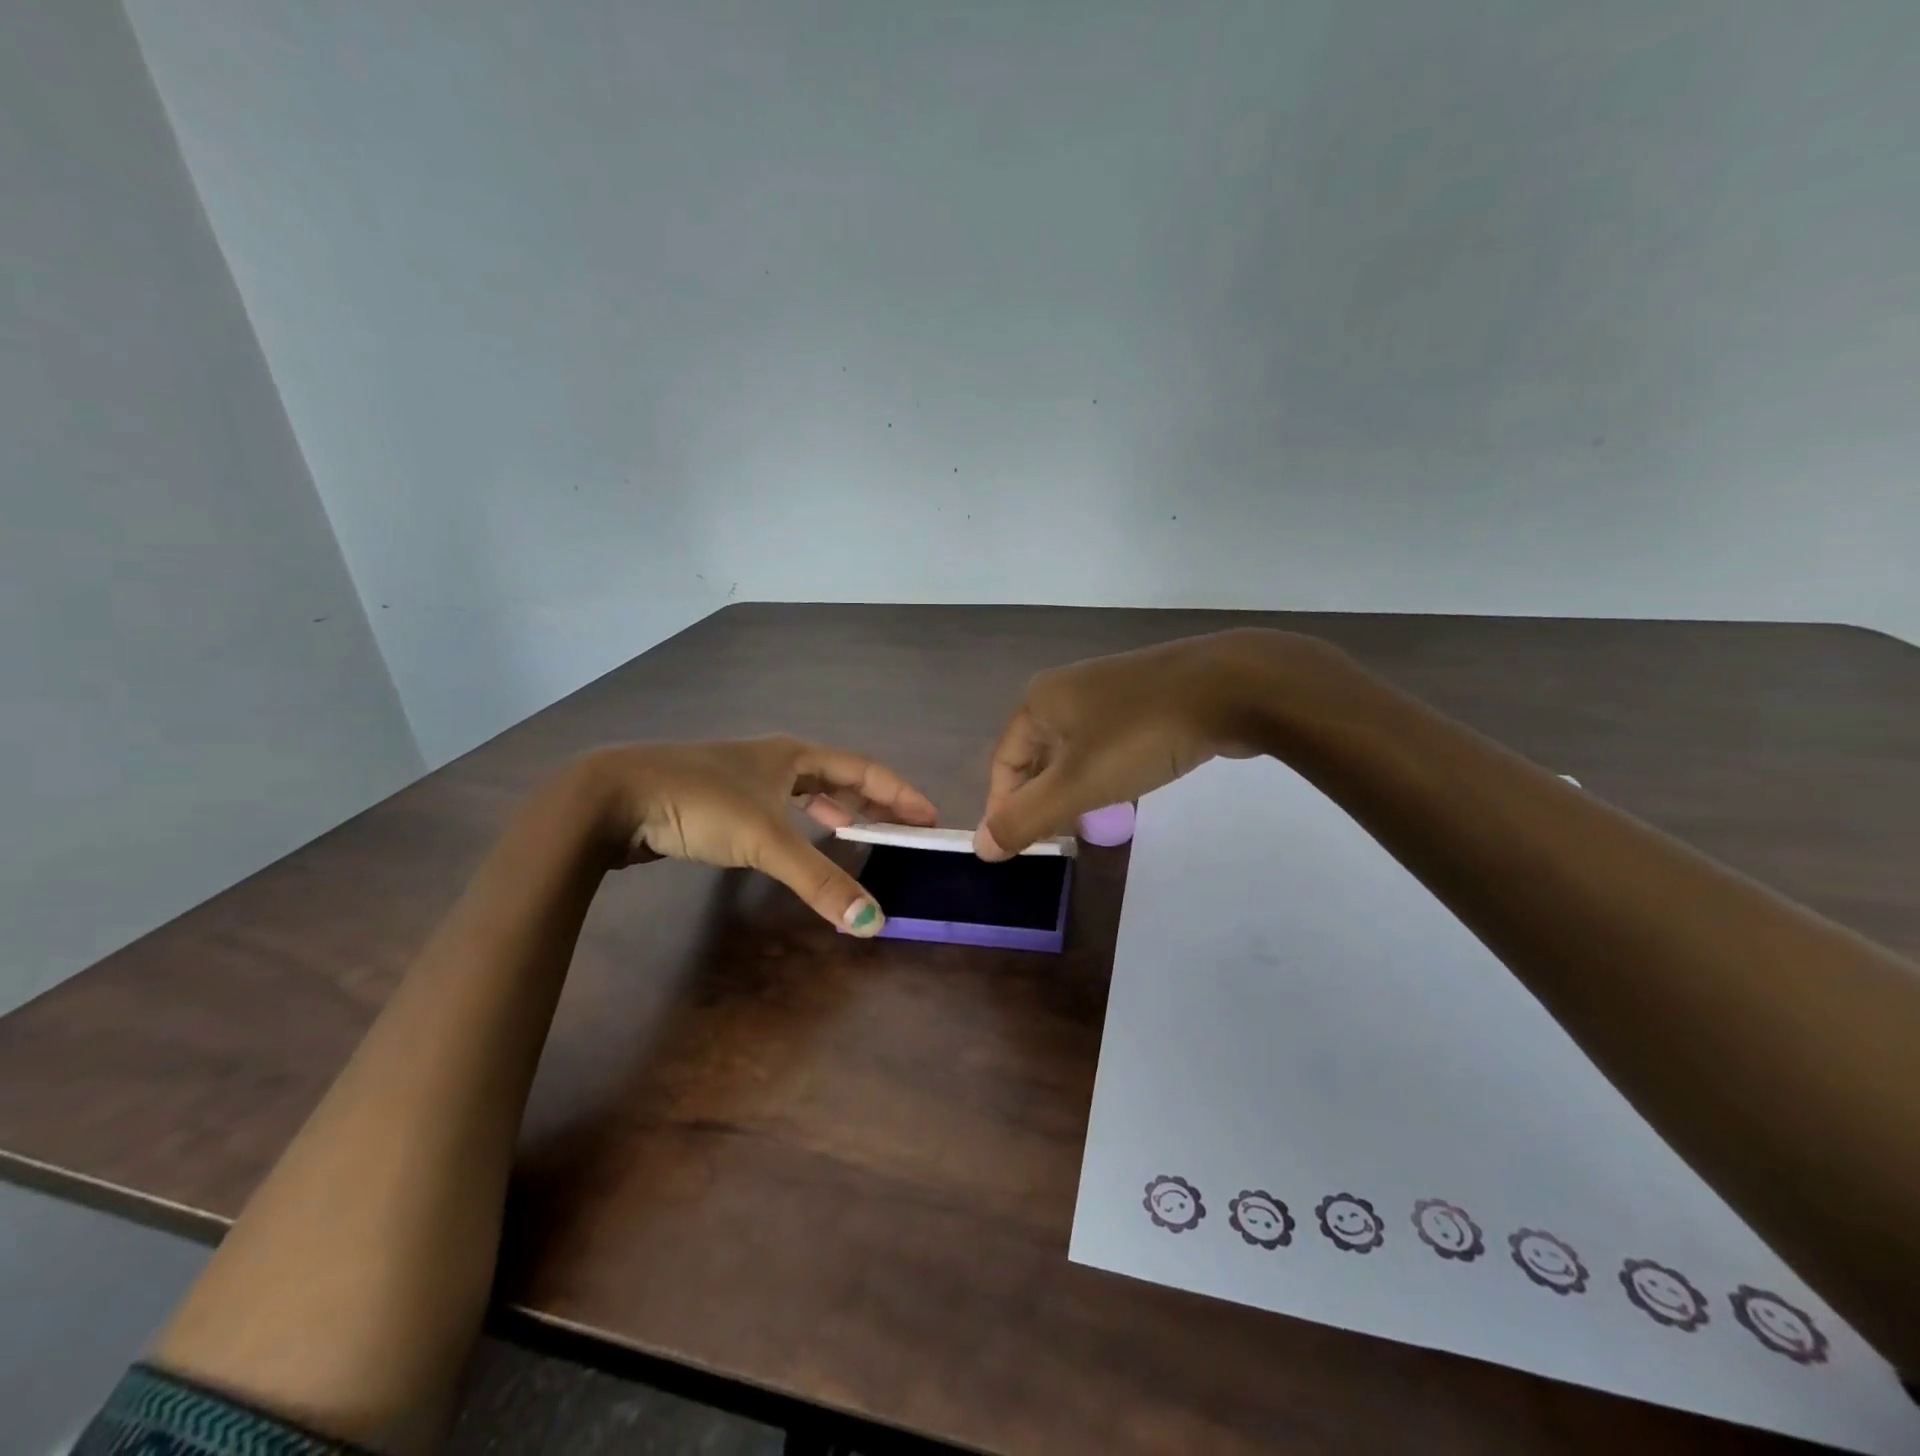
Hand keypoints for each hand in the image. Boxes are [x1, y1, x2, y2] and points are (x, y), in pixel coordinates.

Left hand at [581, 736, 938, 934]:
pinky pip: (777, 809)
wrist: (613, 797)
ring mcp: (744, 777)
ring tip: (858, 832)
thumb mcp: (765, 840)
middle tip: (900, 829)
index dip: (899, 792)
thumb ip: (819, 880)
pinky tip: (797, 841)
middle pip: (837, 776)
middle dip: (871, 801)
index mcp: (793, 755)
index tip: (929, 816)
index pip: (863, 768)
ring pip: (803, 791)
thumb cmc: (699, 802)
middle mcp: (773, 760)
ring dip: (834, 810)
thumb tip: (873, 922)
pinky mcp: (719, 800)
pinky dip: (799, 823)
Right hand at [975, 628, 1329, 858]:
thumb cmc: (1142, 735)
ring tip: (1084, 821)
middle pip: (1036, 754)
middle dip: (1039, 799)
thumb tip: (980, 849)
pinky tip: (1122, 789)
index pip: (1003, 762)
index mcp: (1040, 701)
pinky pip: (1108, 740)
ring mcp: (1110, 689)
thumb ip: (1026, 818)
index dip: (1002, 807)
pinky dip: (1104, 770)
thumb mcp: (1078, 784)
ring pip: (1074, 749)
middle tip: (1052, 839)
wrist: (1231, 686)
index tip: (1016, 848)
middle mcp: (1067, 689)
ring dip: (1072, 787)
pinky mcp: (1147, 696)